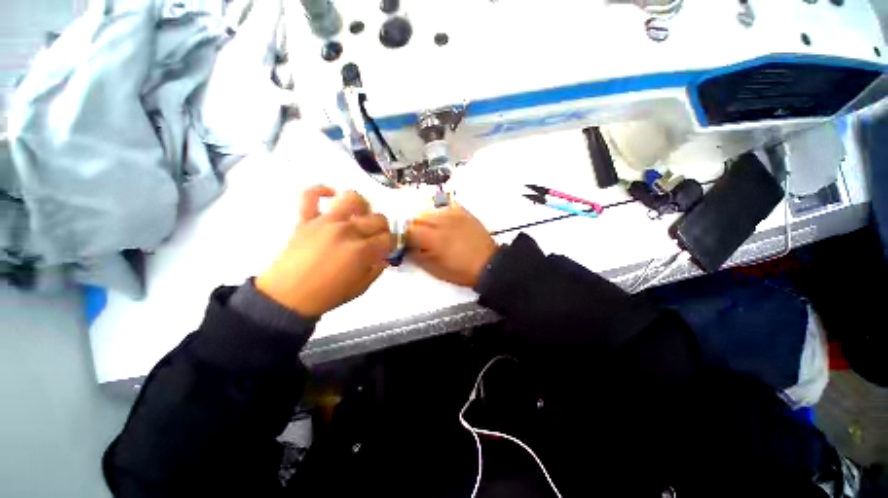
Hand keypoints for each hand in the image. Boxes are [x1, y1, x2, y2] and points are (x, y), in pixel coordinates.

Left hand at [256, 186, 393, 316]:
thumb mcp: (361, 288)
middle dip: (383, 228)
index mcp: (362, 251)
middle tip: (377, 236)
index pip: (388, 238)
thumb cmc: (327, 295)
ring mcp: (326, 222)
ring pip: (352, 199)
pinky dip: (321, 191)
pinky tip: (330, 195)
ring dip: (361, 206)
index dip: (392, 243)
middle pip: (378, 219)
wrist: (287, 297)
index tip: (389, 247)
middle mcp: (348, 231)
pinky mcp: (306, 219)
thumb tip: (384, 257)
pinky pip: (310, 195)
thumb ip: (377, 270)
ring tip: (359, 215)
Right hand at [407, 203, 496, 287]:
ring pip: (429, 209)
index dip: (402, 235)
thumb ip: (417, 256)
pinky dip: (438, 209)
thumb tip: (405, 247)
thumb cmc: (461, 271)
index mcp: (433, 238)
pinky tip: (439, 218)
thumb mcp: (435, 269)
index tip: (402, 240)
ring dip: (423, 218)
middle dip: (411, 225)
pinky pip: (445, 204)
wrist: (488, 264)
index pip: (408, 229)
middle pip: (416, 216)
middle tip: (413, 235)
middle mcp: (441, 222)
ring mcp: (453, 214)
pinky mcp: (463, 212)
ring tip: (427, 227)